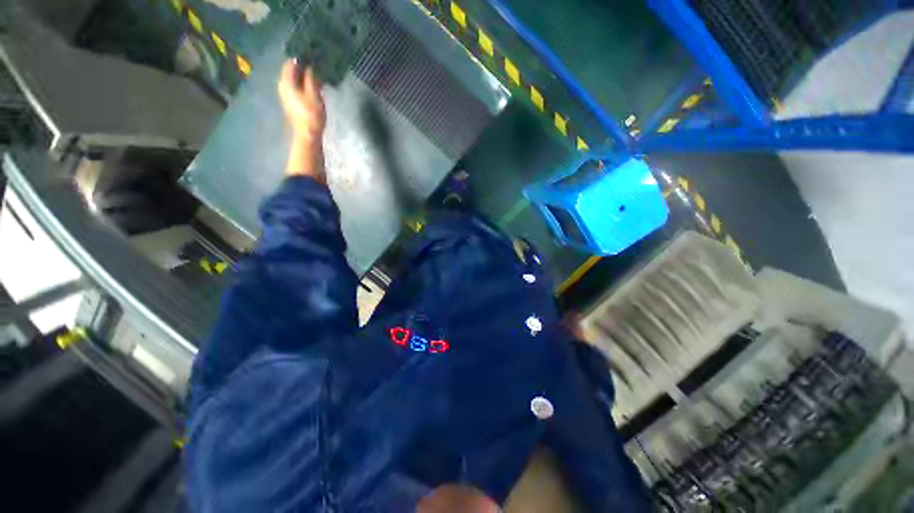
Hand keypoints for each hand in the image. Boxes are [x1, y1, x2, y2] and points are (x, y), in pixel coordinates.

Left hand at [278, 60, 326, 180]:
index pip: (291, 63)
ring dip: (304, 76)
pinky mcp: (291, 103)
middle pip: (291, 71)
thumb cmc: (311, 115)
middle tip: (317, 65)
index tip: (313, 55)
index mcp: (286, 82)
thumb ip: (311, 78)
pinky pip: (296, 88)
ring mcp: (286, 95)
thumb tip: (310, 65)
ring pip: (294, 80)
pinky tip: (314, 87)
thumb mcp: (314, 95)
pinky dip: (304, 84)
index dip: (301, 57)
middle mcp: (282, 86)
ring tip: (317, 76)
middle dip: (303, 67)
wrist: (307, 136)